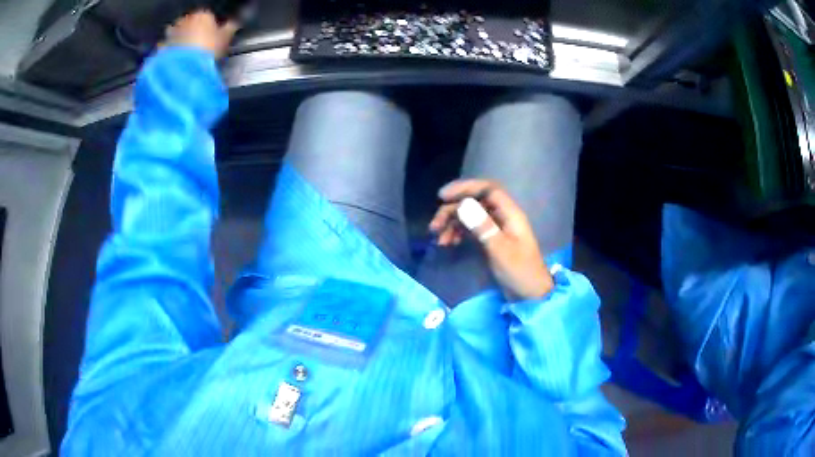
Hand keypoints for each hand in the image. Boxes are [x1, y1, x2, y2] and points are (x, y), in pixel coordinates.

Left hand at [163, 11, 239, 58]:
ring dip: (178, 38)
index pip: (207, 16)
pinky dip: (167, 50)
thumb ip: (230, 28)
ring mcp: (171, 32)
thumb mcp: (225, 38)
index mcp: (202, 14)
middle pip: (190, 22)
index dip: (210, 27)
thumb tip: (235, 23)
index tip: (212, 37)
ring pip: (175, 32)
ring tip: (184, 51)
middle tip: (198, 44)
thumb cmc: (208, 49)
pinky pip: (165, 46)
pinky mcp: (162, 47)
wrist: (185, 68)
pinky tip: (172, 58)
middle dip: (193, 30)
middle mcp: (185, 19)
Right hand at [430, 180, 553, 299]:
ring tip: (438, 240)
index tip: (442, 197)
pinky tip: (448, 244)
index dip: (465, 188)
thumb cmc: (520, 272)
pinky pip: (470, 230)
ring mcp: (495, 229)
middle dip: (452, 210)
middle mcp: (502, 217)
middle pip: (474, 203)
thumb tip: (463, 205)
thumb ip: (483, 227)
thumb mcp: (500, 250)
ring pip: (469, 217)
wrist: (530, 296)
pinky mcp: (489, 241)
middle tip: (434, 226)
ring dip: (452, 224)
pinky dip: (457, 234)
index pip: (487, 190)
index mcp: (510, 214)